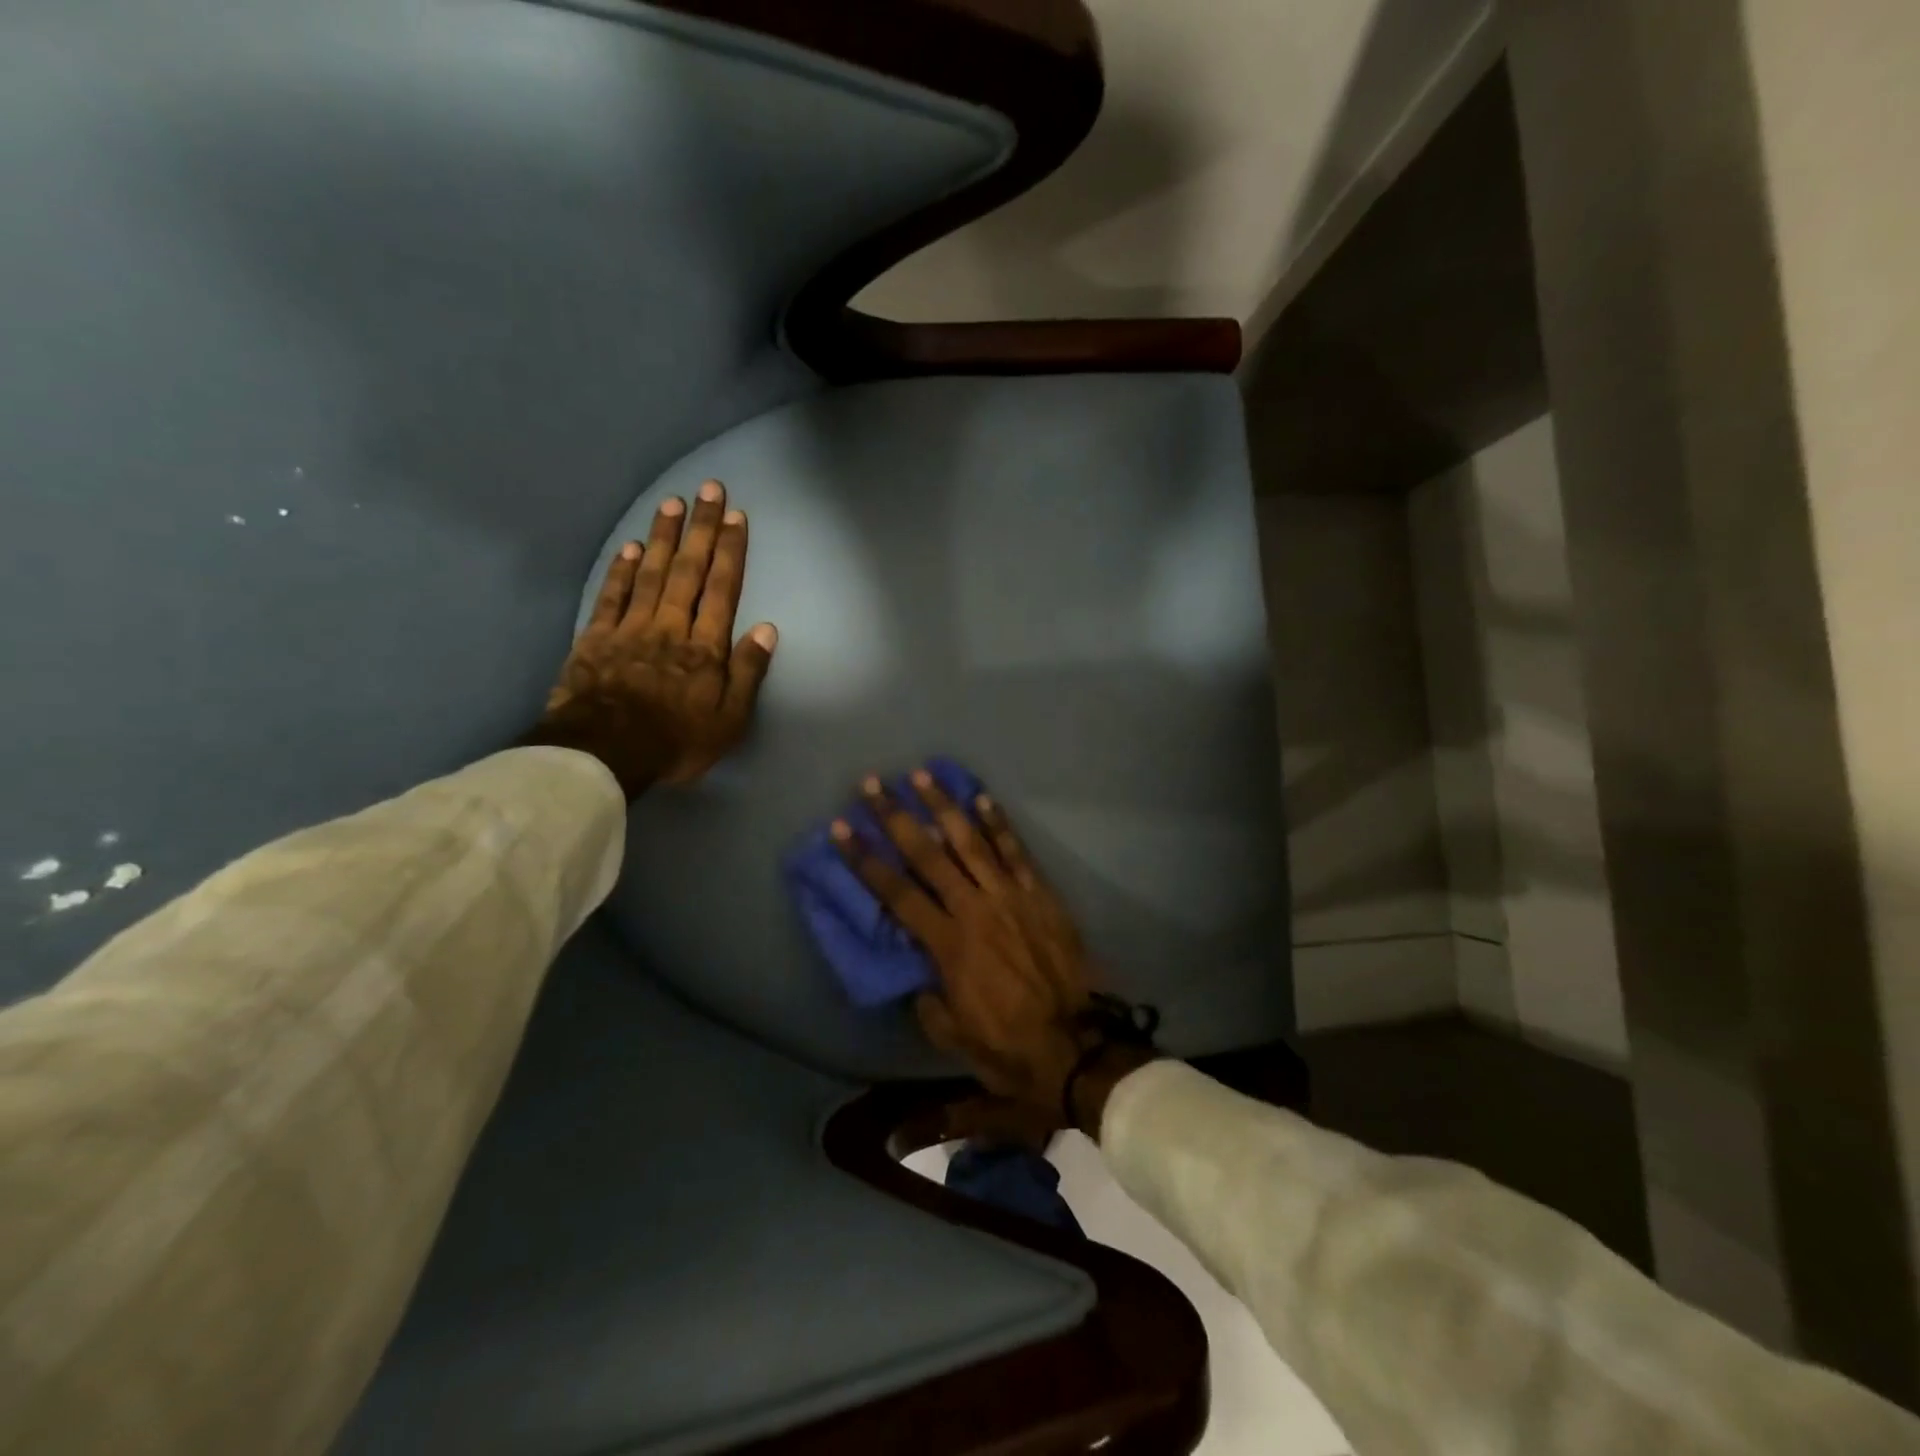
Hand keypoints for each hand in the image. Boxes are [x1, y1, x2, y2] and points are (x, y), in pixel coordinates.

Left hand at [527, 479, 776, 796]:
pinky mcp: (595, 638)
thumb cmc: (676, 741)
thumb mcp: (729, 720)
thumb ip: (748, 672)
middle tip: (709, 489)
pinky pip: (611, 596)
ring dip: (664, 537)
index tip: (737, 517)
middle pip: (688, 570)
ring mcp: (630, 629)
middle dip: (701, 528)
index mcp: (704, 648)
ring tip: (673, 503)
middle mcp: (670, 627)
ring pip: (650, 573)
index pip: (722, 590)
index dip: (731, 552)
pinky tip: (631, 547)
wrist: (604, 754)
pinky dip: (621, 570)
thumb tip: (767, 630)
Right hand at [834, 770, 1155, 1135]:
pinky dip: (999, 824)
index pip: (896, 893)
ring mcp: (1010, 896)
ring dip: (944, 806)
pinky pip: (1017, 852)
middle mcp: (974, 909)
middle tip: (872, 784)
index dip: (865, 860)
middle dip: (896, 817)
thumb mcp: (951, 1034)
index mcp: (947, 943)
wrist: (1075, 1046)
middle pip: (928, 854)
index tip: (841, 829)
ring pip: (971, 841)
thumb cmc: (1007, 1046)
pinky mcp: (1040, 894)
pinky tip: (983, 797)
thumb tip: (921, 975)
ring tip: (922, 775)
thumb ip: (928, 999)